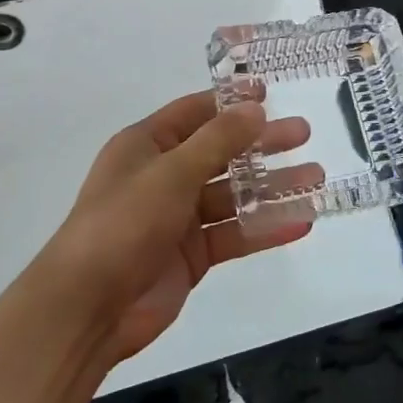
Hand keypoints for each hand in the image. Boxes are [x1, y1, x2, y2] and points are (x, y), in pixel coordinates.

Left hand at [44, 90, 317, 361]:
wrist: (86, 308)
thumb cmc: (123, 223)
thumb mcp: (172, 172)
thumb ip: (218, 140)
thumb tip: (255, 108)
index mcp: (147, 146)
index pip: (194, 113)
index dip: (231, 102)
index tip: (269, 94)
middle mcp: (163, 176)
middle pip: (221, 152)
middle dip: (262, 144)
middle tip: (304, 134)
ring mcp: (178, 218)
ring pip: (233, 196)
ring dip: (272, 188)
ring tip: (316, 179)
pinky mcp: (191, 255)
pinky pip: (234, 234)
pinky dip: (265, 228)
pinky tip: (302, 223)